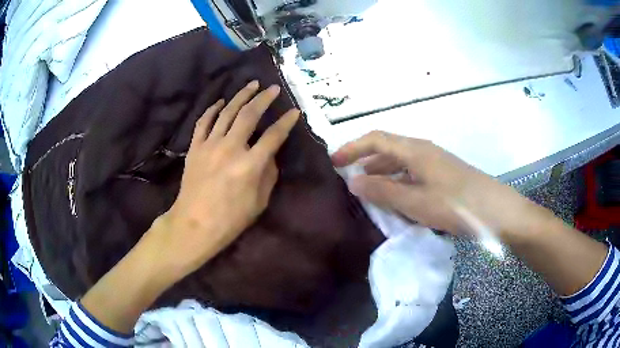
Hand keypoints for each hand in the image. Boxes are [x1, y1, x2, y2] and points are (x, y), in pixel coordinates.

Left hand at [151, 81, 299, 277]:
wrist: (194, 224)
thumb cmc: (230, 219)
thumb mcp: (259, 202)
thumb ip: (268, 174)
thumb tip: (269, 154)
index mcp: (250, 164)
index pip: (274, 135)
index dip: (286, 122)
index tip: (294, 111)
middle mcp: (231, 148)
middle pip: (250, 114)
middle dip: (264, 99)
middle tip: (273, 88)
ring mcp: (210, 145)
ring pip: (227, 112)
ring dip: (241, 96)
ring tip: (251, 85)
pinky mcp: (195, 147)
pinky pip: (204, 122)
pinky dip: (212, 109)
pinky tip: (221, 102)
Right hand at [331, 131, 538, 238]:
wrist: (497, 211)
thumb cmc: (456, 205)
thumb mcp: (416, 202)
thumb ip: (384, 191)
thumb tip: (354, 181)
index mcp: (415, 150)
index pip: (376, 140)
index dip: (352, 147)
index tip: (333, 162)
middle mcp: (424, 151)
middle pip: (388, 149)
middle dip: (365, 160)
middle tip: (347, 178)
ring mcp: (436, 164)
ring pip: (401, 163)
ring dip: (382, 173)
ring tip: (368, 191)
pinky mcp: (444, 177)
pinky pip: (413, 175)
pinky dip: (399, 183)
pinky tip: (397, 200)